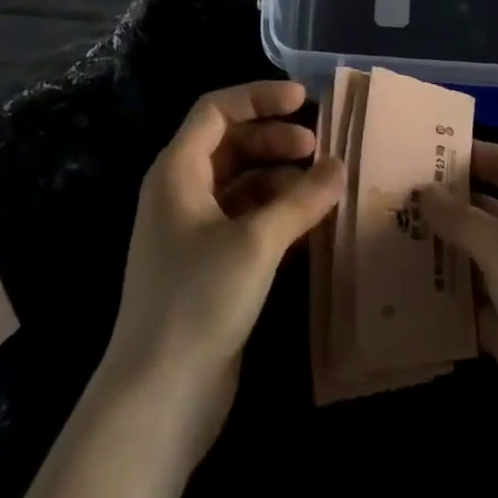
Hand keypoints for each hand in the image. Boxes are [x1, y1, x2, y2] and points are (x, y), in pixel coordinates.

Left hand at [102, 80, 341, 455]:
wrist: (157, 400)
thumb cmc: (198, 300)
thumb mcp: (255, 242)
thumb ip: (301, 200)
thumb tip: (340, 167)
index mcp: (177, 171)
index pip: (217, 110)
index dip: (259, 97)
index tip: (303, 100)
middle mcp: (180, 193)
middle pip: (231, 145)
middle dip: (275, 140)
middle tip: (318, 148)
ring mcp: (192, 233)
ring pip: (241, 185)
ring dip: (281, 181)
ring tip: (322, 189)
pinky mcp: (207, 268)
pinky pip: (245, 222)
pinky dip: (276, 216)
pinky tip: (310, 228)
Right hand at [421, 144, 497, 497]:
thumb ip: (462, 218)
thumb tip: (424, 192)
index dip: (470, 155)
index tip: (422, 151)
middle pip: (488, 214)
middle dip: (446, 207)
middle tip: (394, 198)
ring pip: (478, 263)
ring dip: (442, 255)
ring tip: (389, 240)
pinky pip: (475, 311)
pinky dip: (447, 304)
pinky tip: (407, 293)